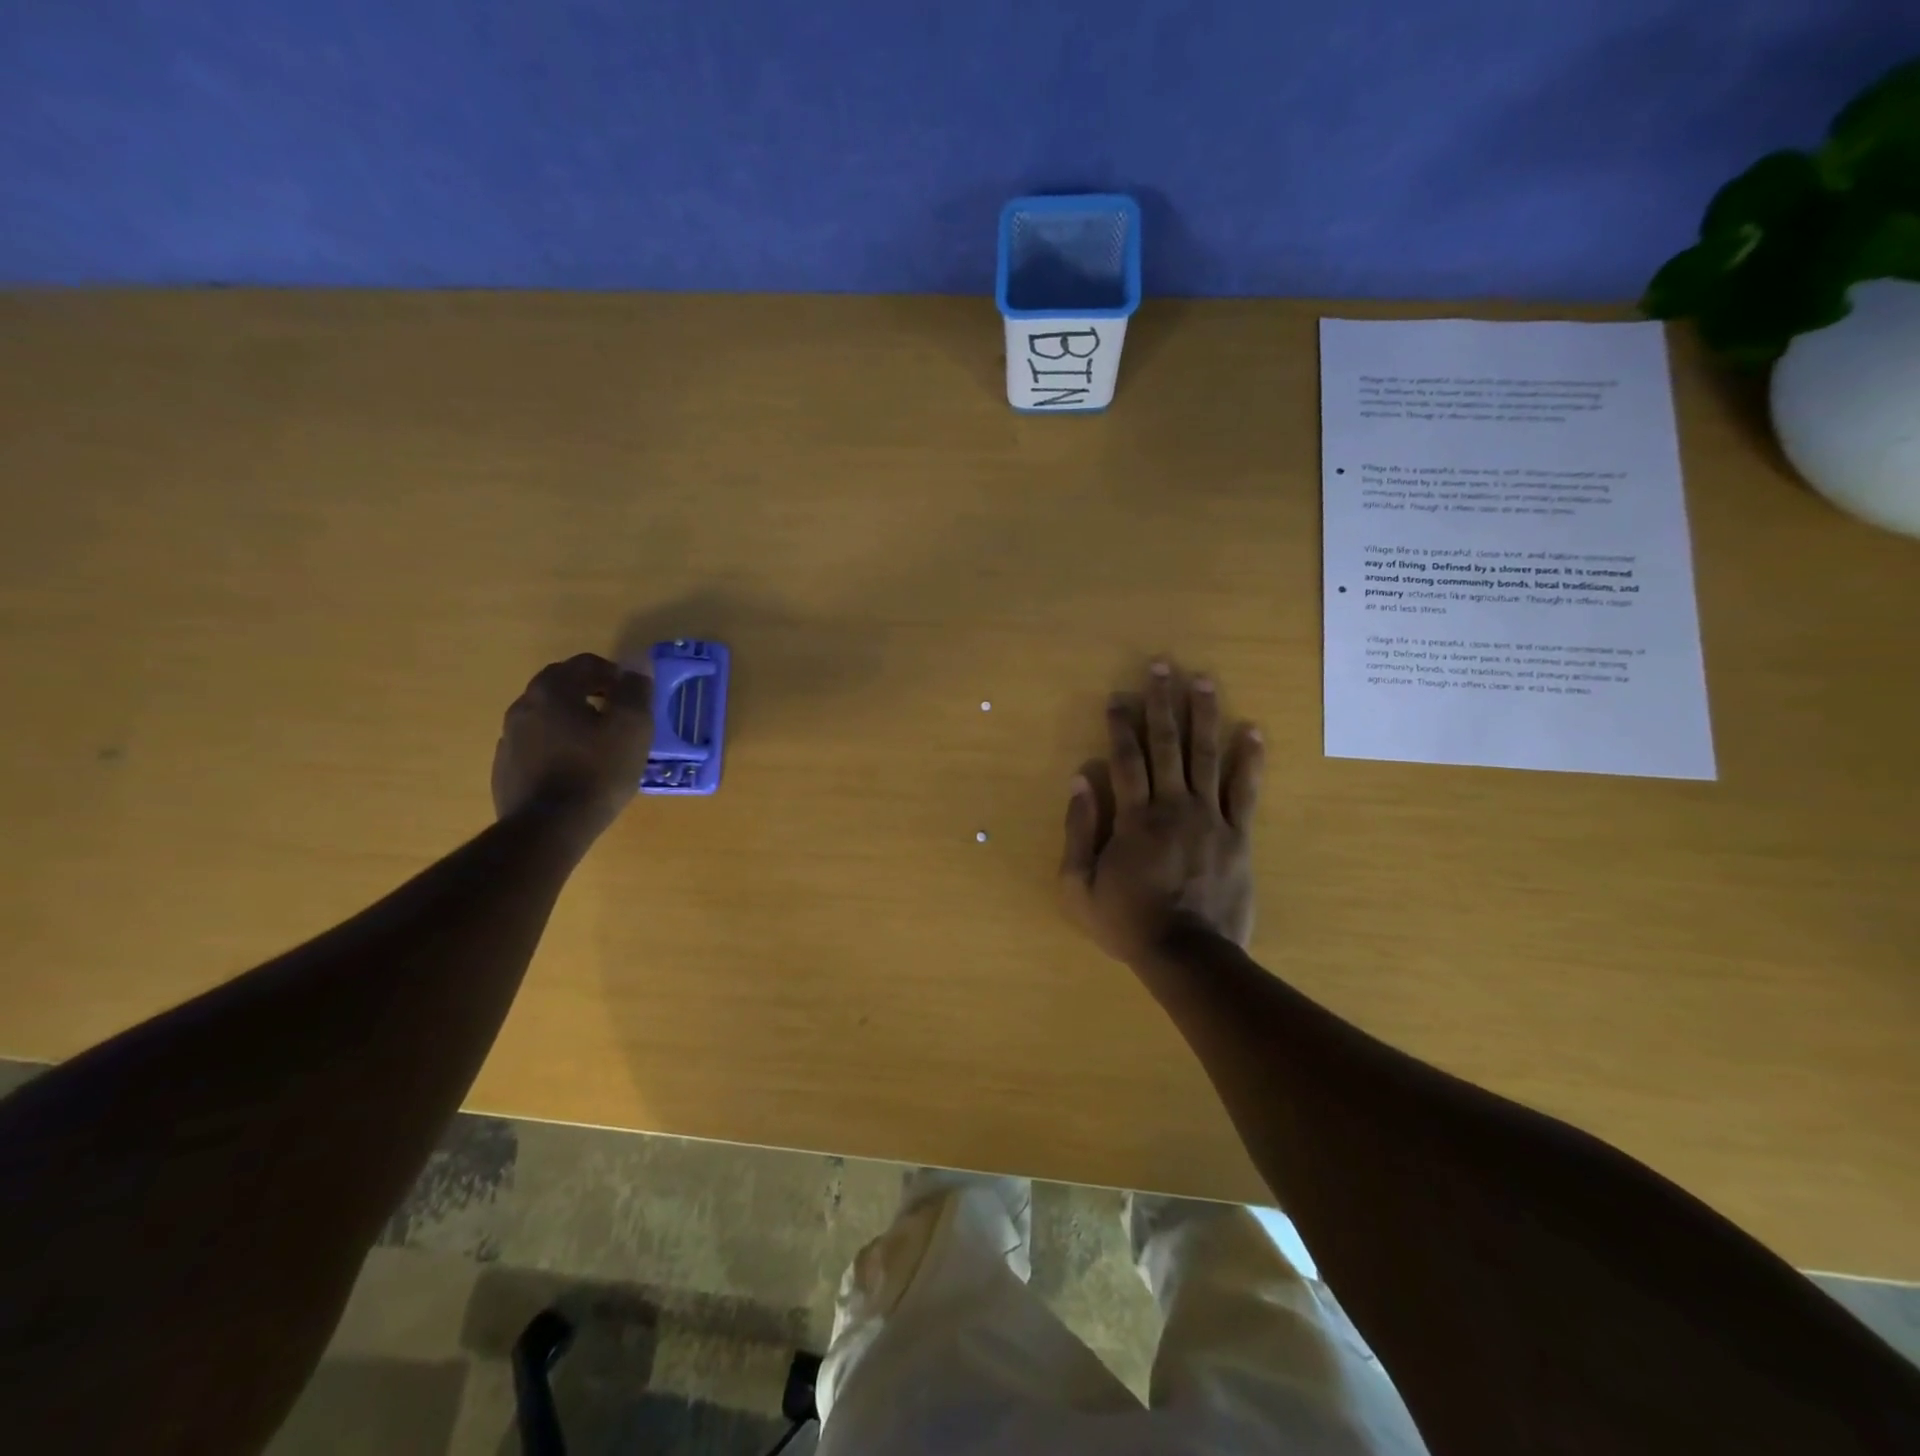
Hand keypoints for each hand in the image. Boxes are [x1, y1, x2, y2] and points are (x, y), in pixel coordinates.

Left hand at [491, 654, 652, 837]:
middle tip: (618, 714)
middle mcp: (524, 705)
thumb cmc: (597, 771)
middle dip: (592, 692)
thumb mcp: (632, 727)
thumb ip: (636, 691)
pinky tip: (576, 768)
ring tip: (599, 744)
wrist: (549, 827)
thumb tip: (635, 671)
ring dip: (573, 719)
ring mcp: (510, 737)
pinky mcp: (506, 767)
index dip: (615, 673)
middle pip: (562, 685)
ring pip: (548, 715)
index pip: (586, 663)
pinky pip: (537, 744)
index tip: (634, 695)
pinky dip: (558, 745)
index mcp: (552, 689)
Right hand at [1060, 662, 1263, 966]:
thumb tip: (1079, 780)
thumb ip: (1077, 830)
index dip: (1120, 724)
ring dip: (1204, 715)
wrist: (1188, 956)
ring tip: (1203, 681)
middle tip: (1162, 666)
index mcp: (1134, 817)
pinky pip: (1245, 791)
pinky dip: (1249, 760)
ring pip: (1206, 756)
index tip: (1118, 695)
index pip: (1126, 758)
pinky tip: (1251, 731)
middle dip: (1162, 703)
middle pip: (1167, 744)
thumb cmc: (1127, 922)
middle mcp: (1173, 806)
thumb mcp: (1078, 886)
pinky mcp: (1239, 836)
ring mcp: (1210, 818)